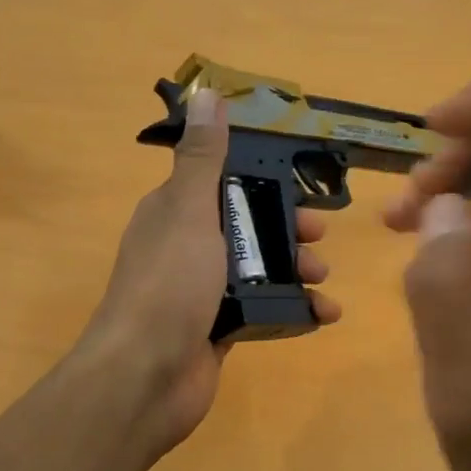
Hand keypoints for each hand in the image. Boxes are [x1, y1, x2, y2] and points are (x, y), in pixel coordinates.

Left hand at [80, 88, 339, 460]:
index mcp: (173, 213)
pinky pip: (263, 309)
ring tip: (323, 277)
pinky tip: (324, 313)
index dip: (261, 179)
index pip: (221, 181)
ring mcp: (202, 292)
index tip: (301, 182)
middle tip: (320, 235)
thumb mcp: (189, 211)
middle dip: (287, 228)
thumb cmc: (170, 285)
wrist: (146, 376)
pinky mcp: (218, 329)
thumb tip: (205, 94)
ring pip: (259, 268)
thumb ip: (202, 158)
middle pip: (246, 225)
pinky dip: (295, 309)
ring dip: (296, 268)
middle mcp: (186, 248)